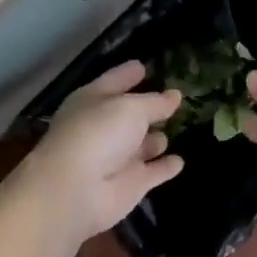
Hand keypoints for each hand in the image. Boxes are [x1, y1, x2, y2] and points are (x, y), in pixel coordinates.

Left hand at [19, 60, 183, 243]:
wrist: (77, 190)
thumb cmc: (98, 133)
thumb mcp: (131, 107)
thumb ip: (155, 102)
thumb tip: (175, 95)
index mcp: (93, 100)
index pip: (115, 80)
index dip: (129, 73)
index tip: (144, 66)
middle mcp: (103, 127)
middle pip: (129, 114)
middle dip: (148, 107)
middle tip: (174, 98)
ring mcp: (117, 157)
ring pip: (142, 144)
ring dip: (156, 138)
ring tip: (176, 127)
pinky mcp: (130, 184)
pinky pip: (153, 172)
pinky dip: (165, 167)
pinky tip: (179, 162)